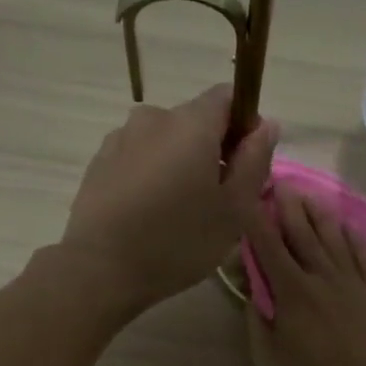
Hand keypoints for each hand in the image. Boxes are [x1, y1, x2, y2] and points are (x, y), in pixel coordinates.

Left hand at [58, 84, 277, 311]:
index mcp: (191, 123)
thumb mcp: (234, 209)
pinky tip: (150, 214)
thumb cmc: (178, 240)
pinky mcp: (99, 162)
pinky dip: (152, 175)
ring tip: (180, 211)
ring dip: (180, 164)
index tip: (246, 165)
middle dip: (213, 150)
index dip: (245, 124)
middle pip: (196, 121)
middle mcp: (153, 117)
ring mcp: (120, 138)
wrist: (100, 269)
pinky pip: (139, 158)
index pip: (228, 97)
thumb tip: (266, 125)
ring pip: (165, 141)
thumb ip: (255, 161)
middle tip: (218, 200)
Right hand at [243, 191, 365, 365]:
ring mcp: (353, 281)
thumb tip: (252, 295)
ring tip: (310, 197)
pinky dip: (356, 238)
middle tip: (282, 183)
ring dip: (320, 215)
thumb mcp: (269, 359)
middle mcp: (321, 275)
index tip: (248, 195)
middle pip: (303, 233)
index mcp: (291, 290)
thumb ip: (257, 323)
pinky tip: (350, 228)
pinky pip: (365, 256)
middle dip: (289, 206)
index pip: (268, 246)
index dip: (255, 219)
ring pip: (334, 238)